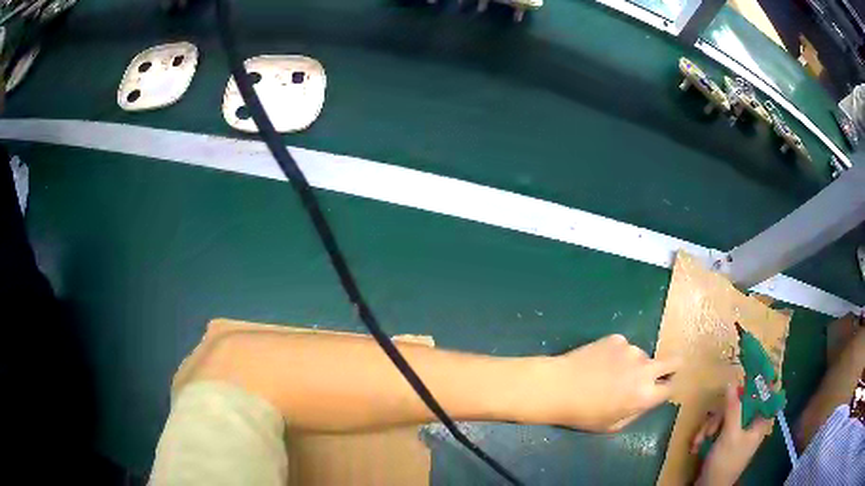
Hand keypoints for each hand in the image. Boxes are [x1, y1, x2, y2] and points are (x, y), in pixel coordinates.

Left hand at [531, 334, 681, 431]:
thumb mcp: (612, 425)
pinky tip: (598, 362)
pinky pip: (624, 347)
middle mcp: (645, 369)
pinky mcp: (617, 338)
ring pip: (643, 356)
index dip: (668, 388)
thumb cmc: (583, 414)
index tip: (662, 389)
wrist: (557, 387)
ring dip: (634, 364)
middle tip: (656, 375)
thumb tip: (647, 400)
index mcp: (645, 395)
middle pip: (674, 361)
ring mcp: (632, 350)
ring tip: (609, 374)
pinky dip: (617, 354)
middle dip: (671, 368)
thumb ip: (636, 412)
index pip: (672, 387)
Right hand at [692, 384, 773, 485]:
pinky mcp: (724, 438)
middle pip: (741, 403)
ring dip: (711, 425)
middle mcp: (750, 423)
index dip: (764, 378)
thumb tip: (733, 381)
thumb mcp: (730, 435)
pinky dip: (706, 433)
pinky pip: (717, 426)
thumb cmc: (725, 462)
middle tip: (712, 426)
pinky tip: (697, 443)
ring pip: (726, 414)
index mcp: (759, 422)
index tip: (755, 362)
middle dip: (722, 413)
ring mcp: (737, 431)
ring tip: (701, 440)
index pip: (767, 394)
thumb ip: (733, 408)